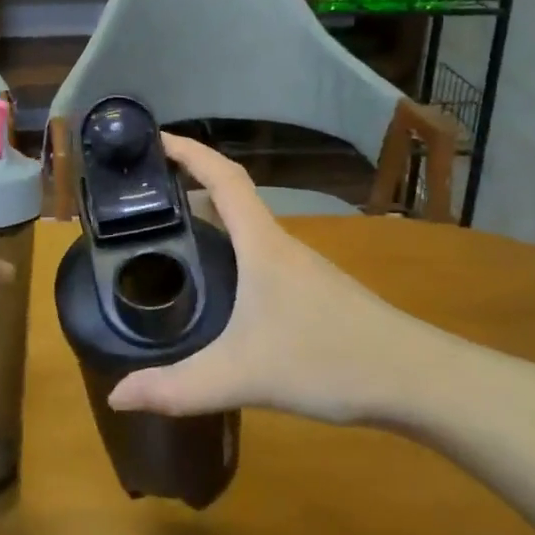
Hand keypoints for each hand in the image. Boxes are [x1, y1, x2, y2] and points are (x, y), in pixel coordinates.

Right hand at [106, 134, 451, 425]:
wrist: (416, 379)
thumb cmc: (328, 359)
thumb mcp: (243, 376)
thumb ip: (178, 388)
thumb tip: (118, 396)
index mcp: (262, 244)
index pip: (223, 177)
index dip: (189, 152)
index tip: (154, 138)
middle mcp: (279, 245)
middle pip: (231, 197)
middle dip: (187, 186)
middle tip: (143, 197)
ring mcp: (299, 268)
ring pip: (246, 229)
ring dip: (210, 220)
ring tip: (167, 236)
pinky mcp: (311, 292)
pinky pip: (258, 255)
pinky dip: (229, 251)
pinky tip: (217, 286)